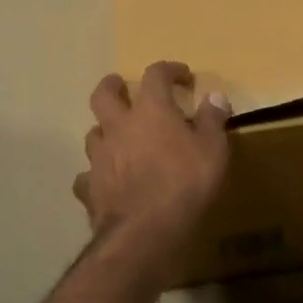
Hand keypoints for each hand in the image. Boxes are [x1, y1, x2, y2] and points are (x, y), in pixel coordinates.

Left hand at [74, 61, 229, 255]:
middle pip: (104, 94)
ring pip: (93, 133)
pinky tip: (105, 181)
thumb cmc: (185, 184)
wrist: (145, 232)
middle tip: (123, 86)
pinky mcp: (90, 188)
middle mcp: (118, 126)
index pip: (155, 75)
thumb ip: (212, 120)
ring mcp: (99, 157)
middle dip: (114, 85)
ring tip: (118, 136)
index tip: (183, 76)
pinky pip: (87, 176)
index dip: (169, 70)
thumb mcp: (213, 150)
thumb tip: (215, 96)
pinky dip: (95, 174)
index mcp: (150, 110)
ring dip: (105, 130)